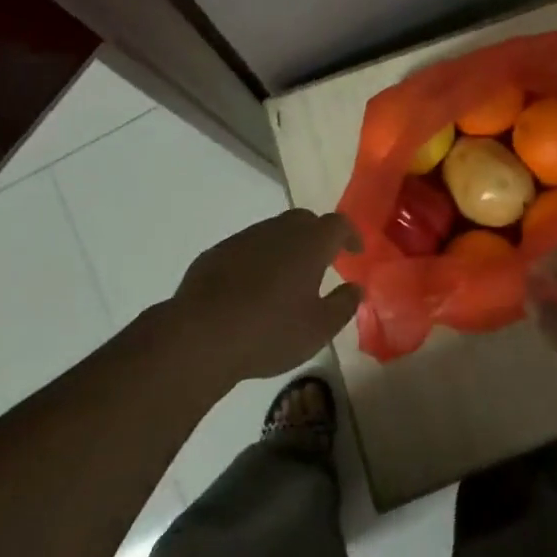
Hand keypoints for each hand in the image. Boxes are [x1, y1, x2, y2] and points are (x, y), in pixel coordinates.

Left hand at [171, 209, 361, 384]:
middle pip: (305, 220)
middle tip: (322, 261)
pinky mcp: (217, 252)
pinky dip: (258, 259)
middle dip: (317, 236)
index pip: (338, 224)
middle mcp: (279, 230)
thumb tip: (356, 288)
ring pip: (274, 232)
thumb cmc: (270, 332)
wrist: (201, 336)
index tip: (355, 251)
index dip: (350, 234)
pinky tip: (252, 288)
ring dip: (286, 247)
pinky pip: (247, 248)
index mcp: (310, 243)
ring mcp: (245, 238)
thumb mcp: (318, 329)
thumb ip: (343, 305)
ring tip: (287, 277)